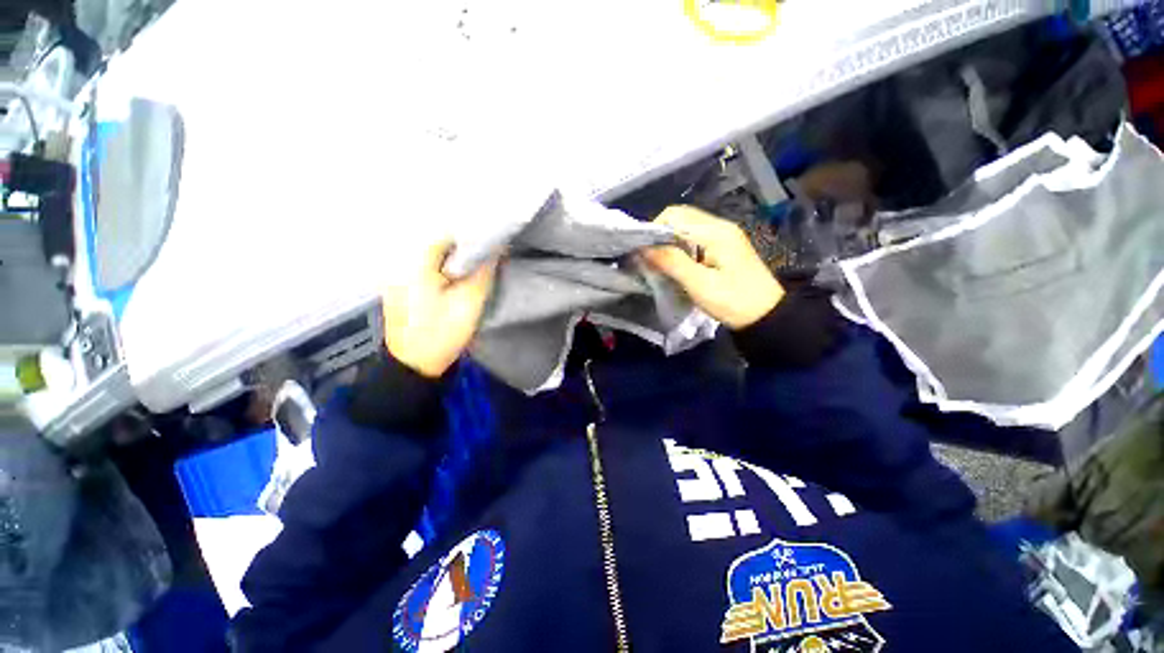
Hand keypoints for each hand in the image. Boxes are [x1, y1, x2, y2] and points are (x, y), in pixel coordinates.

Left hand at [382, 240, 498, 377]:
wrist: (414, 365)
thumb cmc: (442, 332)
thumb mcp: (470, 301)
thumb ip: (484, 272)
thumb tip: (496, 247)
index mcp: (415, 264)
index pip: (444, 235)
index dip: (468, 239)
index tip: (487, 246)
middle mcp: (401, 265)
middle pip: (435, 247)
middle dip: (460, 251)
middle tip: (482, 259)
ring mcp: (396, 279)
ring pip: (430, 260)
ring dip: (451, 262)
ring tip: (471, 269)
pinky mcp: (399, 291)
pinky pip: (422, 272)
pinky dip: (439, 273)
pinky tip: (452, 283)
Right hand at [641, 206, 783, 329]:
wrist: (766, 315)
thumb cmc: (733, 302)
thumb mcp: (700, 285)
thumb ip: (671, 263)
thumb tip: (643, 248)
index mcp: (715, 232)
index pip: (675, 216)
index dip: (654, 230)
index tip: (642, 252)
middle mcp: (719, 226)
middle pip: (680, 217)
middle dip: (659, 234)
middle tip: (649, 258)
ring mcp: (723, 235)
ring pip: (686, 227)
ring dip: (668, 241)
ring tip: (659, 262)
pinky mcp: (723, 246)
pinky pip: (694, 237)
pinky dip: (679, 246)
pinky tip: (675, 264)